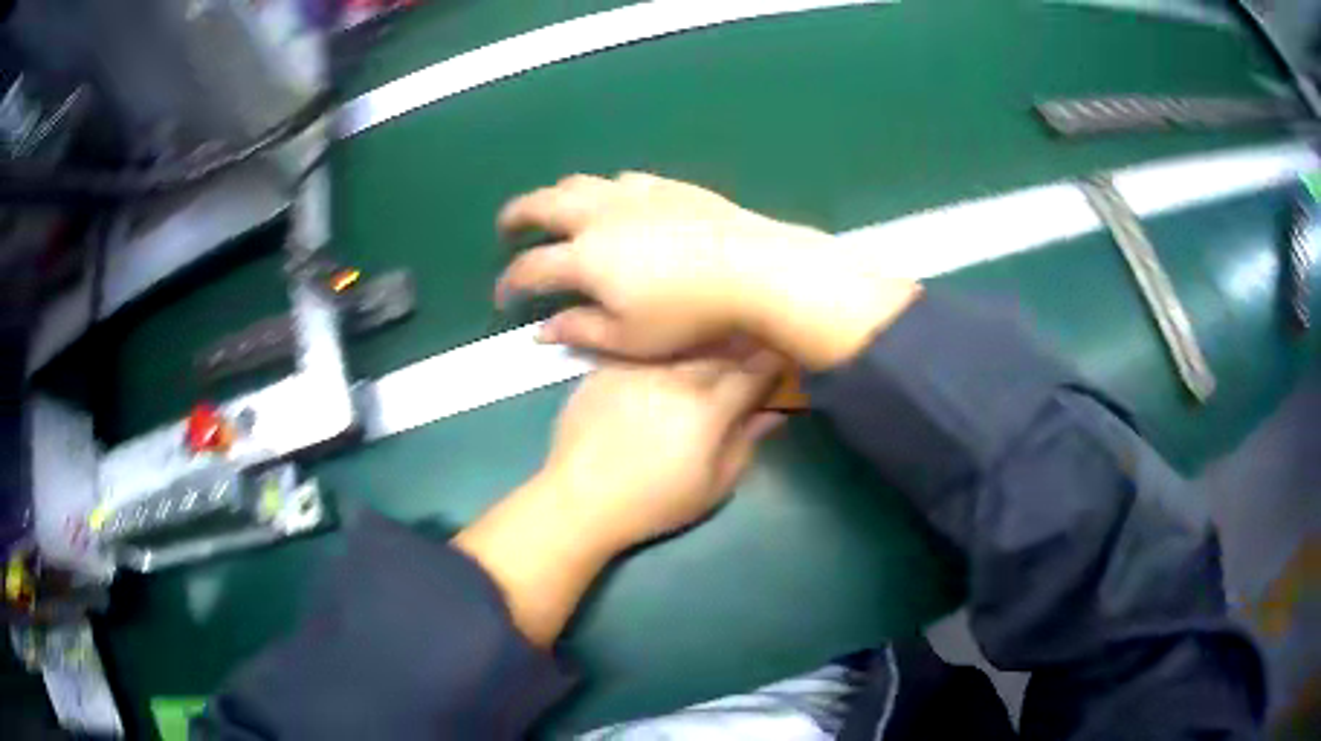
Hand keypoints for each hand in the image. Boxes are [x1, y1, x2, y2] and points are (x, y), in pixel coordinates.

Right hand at [497, 172, 921, 369]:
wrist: (751, 268)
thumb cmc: (690, 314)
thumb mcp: (631, 338)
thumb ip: (581, 331)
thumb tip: (542, 330)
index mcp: (585, 257)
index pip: (530, 268)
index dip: (509, 284)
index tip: (504, 298)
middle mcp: (599, 216)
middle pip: (542, 206)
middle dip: (516, 216)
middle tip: (507, 228)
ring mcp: (633, 194)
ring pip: (579, 184)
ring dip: (556, 196)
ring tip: (552, 210)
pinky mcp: (665, 186)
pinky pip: (620, 180)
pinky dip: (602, 190)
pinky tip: (611, 201)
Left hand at [541, 348, 786, 549]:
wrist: (580, 499)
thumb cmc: (653, 503)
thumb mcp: (712, 487)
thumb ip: (745, 444)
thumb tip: (773, 414)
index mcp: (707, 408)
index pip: (752, 374)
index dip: (771, 367)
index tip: (779, 365)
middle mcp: (674, 376)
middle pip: (718, 354)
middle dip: (738, 356)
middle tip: (746, 363)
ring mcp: (636, 367)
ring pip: (681, 348)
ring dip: (700, 352)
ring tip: (704, 364)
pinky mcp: (606, 368)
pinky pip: (644, 353)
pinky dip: (660, 358)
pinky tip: (661, 372)